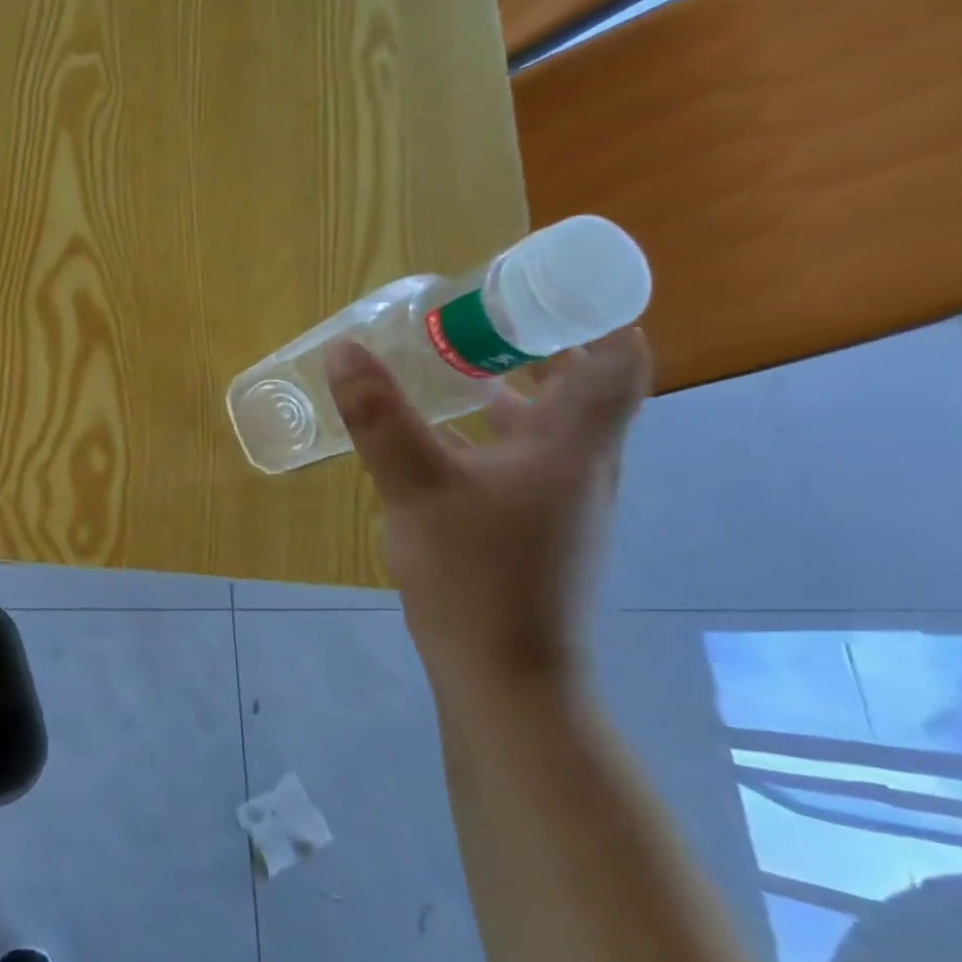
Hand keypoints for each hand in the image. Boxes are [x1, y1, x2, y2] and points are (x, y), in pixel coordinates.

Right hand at [325, 328, 649, 697]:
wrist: (504, 674)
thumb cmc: (475, 574)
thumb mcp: (416, 485)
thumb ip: (379, 416)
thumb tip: (344, 349)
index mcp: (575, 444)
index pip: (618, 358)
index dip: (589, 312)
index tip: (533, 287)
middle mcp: (582, 464)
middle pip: (584, 384)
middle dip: (536, 343)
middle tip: (477, 318)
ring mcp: (561, 499)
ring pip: (549, 423)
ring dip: (512, 386)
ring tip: (453, 364)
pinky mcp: (534, 526)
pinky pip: (522, 457)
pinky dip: (490, 431)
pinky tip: (440, 437)